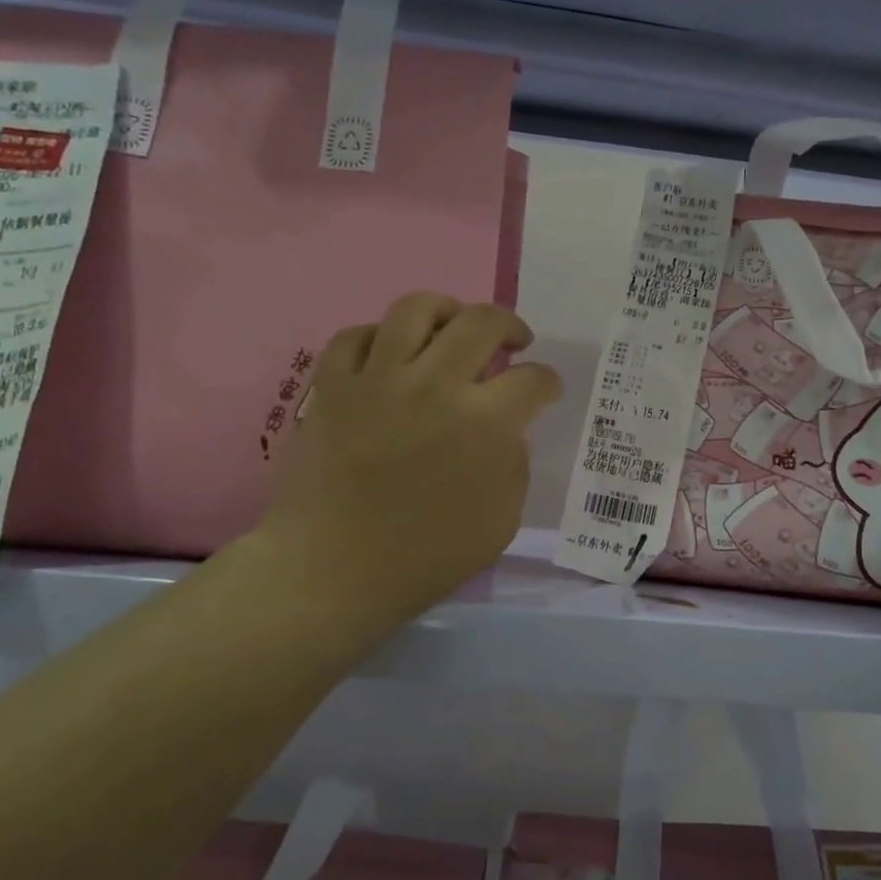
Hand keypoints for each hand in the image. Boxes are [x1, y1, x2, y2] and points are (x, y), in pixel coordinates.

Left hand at [246, 293, 560, 637]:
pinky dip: (381, 337)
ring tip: (454, 328)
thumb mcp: (501, 521)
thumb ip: (514, 464)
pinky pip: (356, 336)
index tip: (546, 391)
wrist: (332, 570)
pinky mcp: (332, 386)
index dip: (548, 382)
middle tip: (514, 343)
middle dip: (510, 326)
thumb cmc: (425, 556)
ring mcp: (378, 380)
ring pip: (417, 309)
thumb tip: (507, 430)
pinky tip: (392, 355)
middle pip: (482, 322)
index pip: (532, 380)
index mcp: (483, 422)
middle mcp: (434, 385)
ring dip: (448, 311)